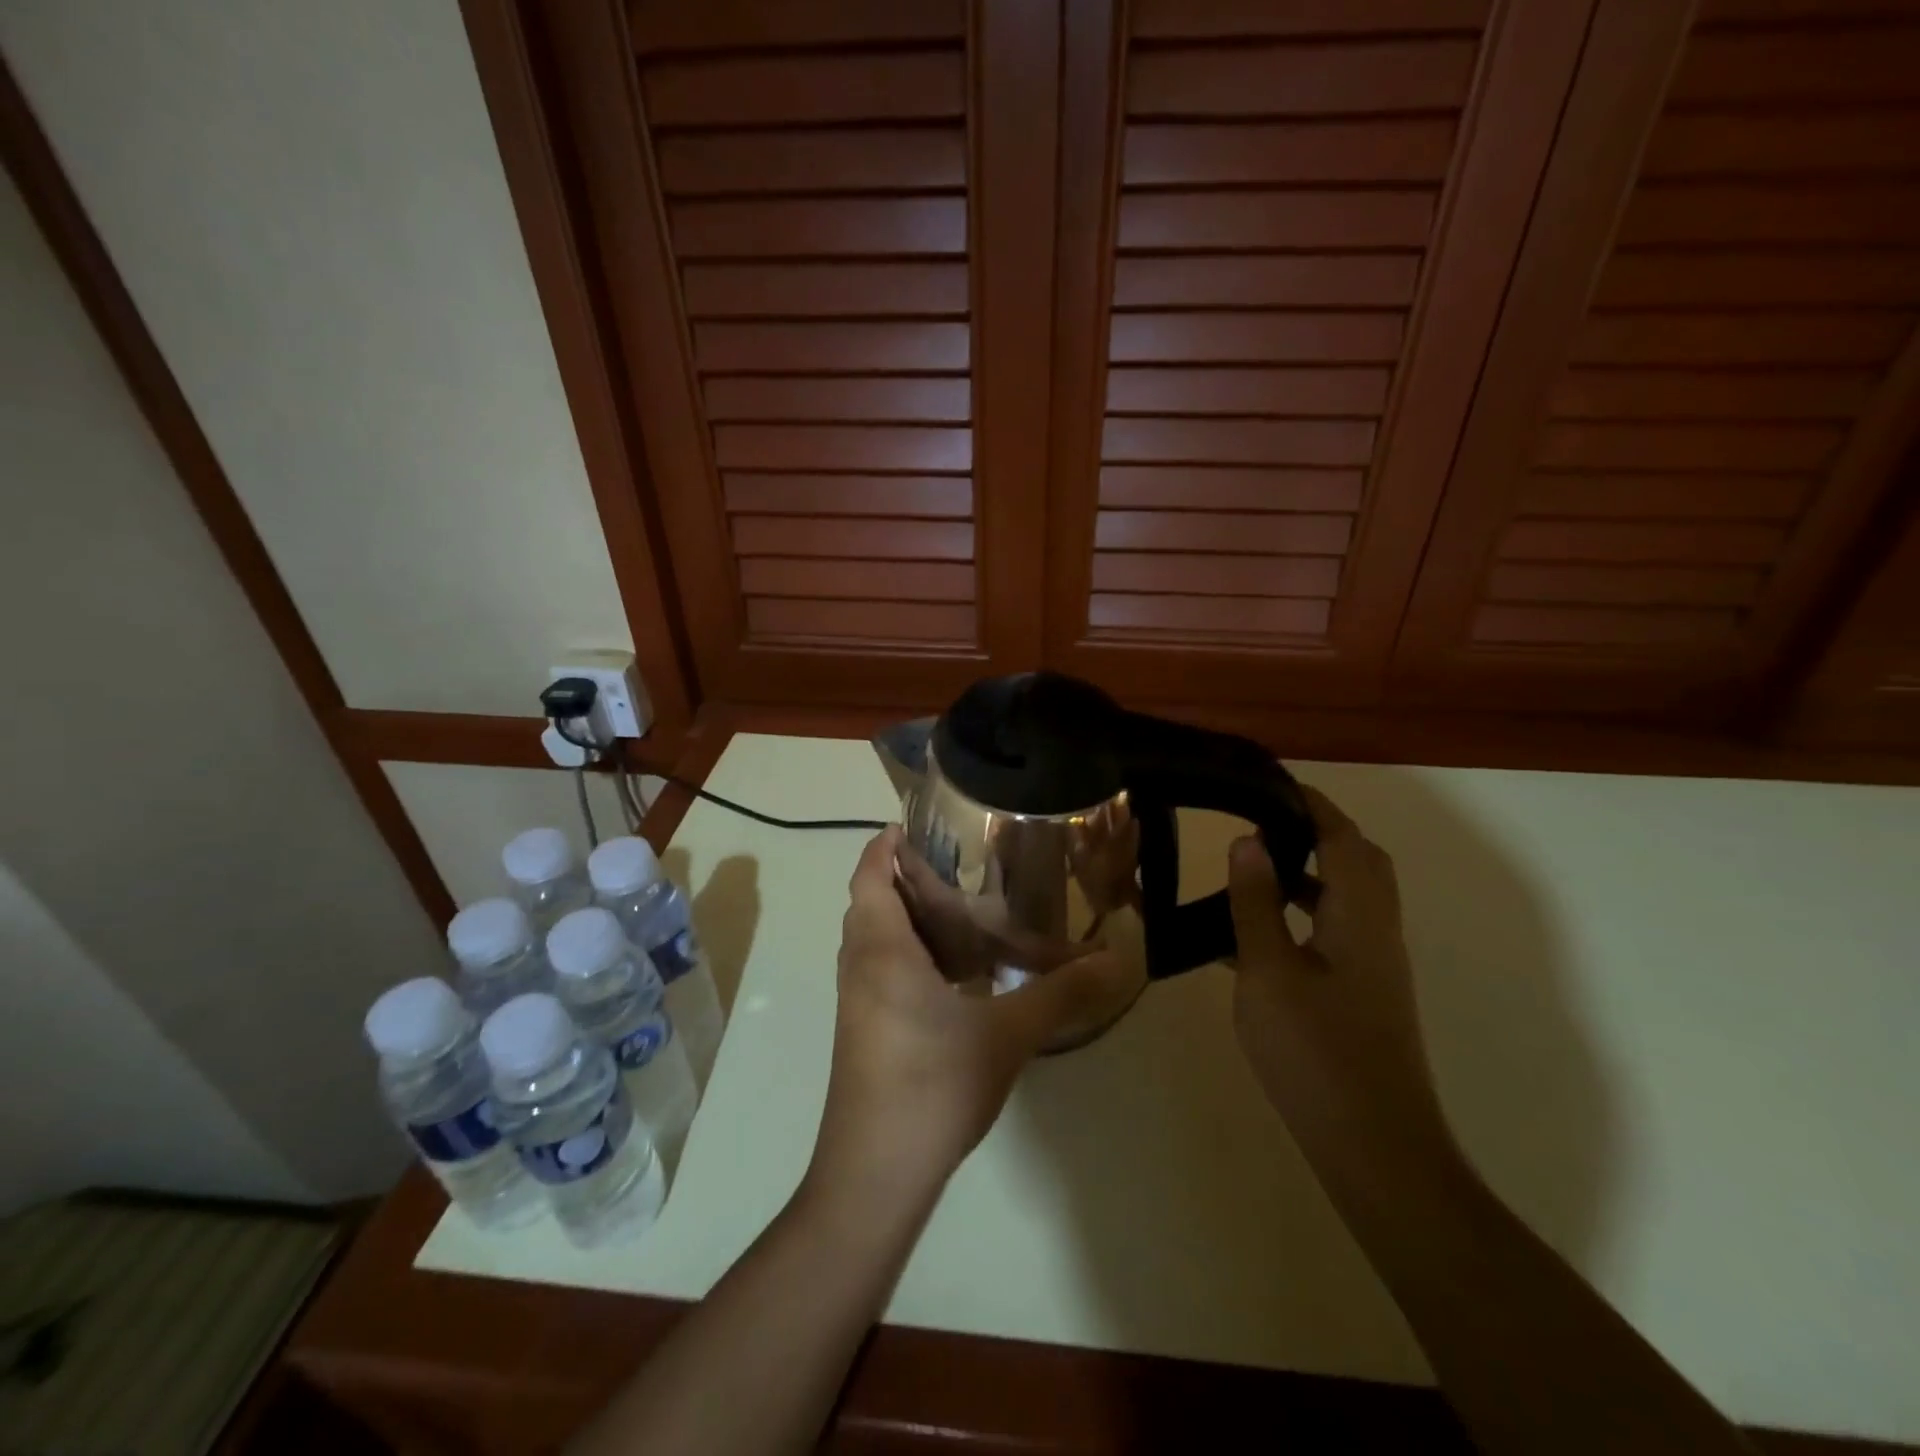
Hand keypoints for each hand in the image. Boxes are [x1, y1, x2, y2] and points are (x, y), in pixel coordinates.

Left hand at [810, 827, 1127, 1202]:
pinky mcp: (863, 1029)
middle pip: (872, 900)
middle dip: (907, 877)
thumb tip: (1117, 960)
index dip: (886, 844)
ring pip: (875, 937)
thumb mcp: (1006, 1034)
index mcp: (882, 949)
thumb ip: (1060, 993)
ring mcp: (857, 1000)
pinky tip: (956, 973)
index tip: (921, 824)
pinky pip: (881, 967)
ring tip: (964, 911)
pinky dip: (910, 952)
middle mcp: (860, 965)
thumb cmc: (933, 1085)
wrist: (875, 1173)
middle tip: (961, 867)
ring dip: (908, 917)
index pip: (870, 874)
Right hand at [1227, 787, 1453, 1165]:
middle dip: (1316, 832)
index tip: (1269, 783)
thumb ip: (1255, 904)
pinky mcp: (1362, 993)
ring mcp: (1373, 965)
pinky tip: (1253, 934)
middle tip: (1263, 821)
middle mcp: (1376, 931)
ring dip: (1307, 872)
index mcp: (1359, 916)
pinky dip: (1301, 913)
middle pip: (1357, 862)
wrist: (1373, 1145)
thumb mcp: (1268, 971)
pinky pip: (1333, 930)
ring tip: (1251, 867)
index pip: (1342, 838)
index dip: (1310, 805)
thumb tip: (1248, 842)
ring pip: (1345, 898)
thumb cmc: (1316, 1051)